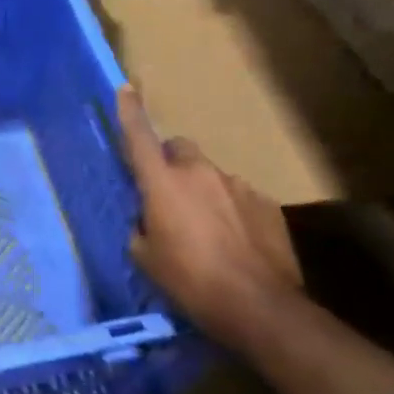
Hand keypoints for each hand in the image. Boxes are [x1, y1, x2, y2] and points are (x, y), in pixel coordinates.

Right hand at [117, 86, 301, 348]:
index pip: (139, 137)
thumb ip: (141, 227)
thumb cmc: (189, 280)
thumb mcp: (146, 258)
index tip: (125, 88)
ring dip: (204, 191)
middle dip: (172, 163)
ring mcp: (237, 185)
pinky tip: (236, 243)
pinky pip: (240, 197)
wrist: (258, 306)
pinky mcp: (267, 204)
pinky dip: (232, 211)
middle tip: (170, 195)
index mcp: (162, 182)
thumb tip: (147, 220)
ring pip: (211, 175)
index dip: (129, 111)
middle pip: (180, 149)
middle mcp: (199, 173)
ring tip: (208, 230)